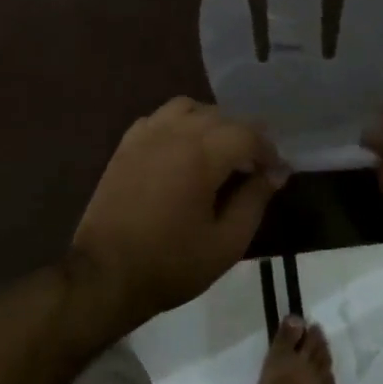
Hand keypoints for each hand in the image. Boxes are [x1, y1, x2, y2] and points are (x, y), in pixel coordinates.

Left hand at [69, 98, 287, 327]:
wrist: (106, 275)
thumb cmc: (171, 264)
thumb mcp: (226, 243)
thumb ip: (255, 200)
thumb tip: (276, 172)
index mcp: (201, 155)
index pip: (247, 134)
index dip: (268, 151)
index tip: (275, 174)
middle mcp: (174, 133)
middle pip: (220, 116)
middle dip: (243, 137)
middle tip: (251, 169)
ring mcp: (145, 135)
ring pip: (188, 108)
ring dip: (210, 123)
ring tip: (217, 154)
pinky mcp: (125, 145)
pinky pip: (159, 118)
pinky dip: (178, 125)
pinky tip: (181, 152)